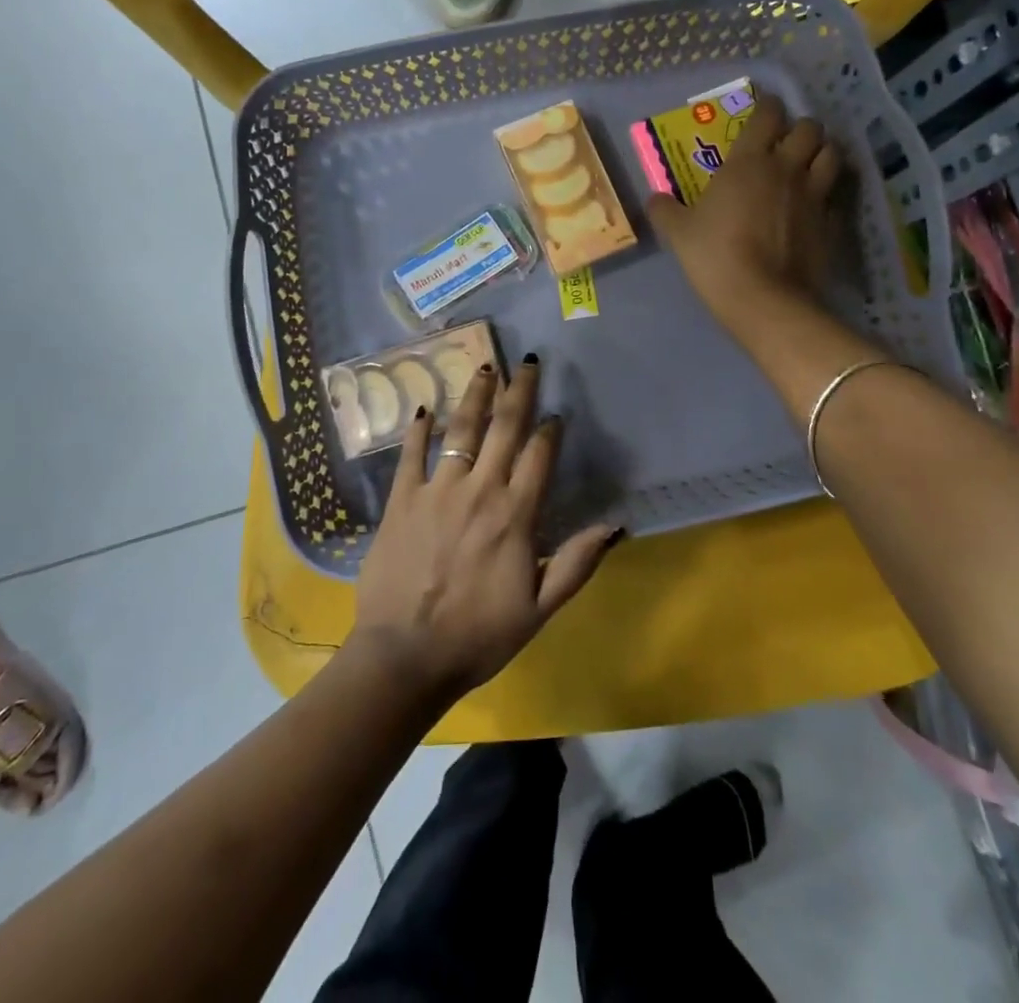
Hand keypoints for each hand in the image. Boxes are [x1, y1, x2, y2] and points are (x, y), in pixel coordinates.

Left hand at [350, 359, 620, 703]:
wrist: (405, 656)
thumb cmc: (478, 636)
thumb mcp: (539, 609)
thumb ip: (577, 563)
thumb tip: (616, 525)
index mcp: (515, 516)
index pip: (539, 457)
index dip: (549, 431)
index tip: (555, 413)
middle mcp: (479, 490)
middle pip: (503, 429)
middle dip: (518, 392)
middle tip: (527, 362)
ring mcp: (437, 491)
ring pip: (460, 431)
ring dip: (475, 396)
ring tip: (485, 367)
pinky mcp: (402, 500)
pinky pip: (410, 455)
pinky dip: (418, 429)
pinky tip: (423, 407)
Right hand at [647, 92, 844, 338]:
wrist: (763, 298)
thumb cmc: (715, 256)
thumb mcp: (678, 233)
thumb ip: (665, 210)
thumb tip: (655, 199)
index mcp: (749, 161)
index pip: (768, 114)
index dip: (767, 106)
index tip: (762, 108)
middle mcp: (787, 168)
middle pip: (809, 128)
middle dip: (799, 128)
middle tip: (786, 141)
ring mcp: (815, 195)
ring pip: (832, 154)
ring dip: (822, 152)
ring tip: (809, 163)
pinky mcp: (831, 222)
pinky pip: (836, 195)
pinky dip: (829, 192)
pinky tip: (816, 203)